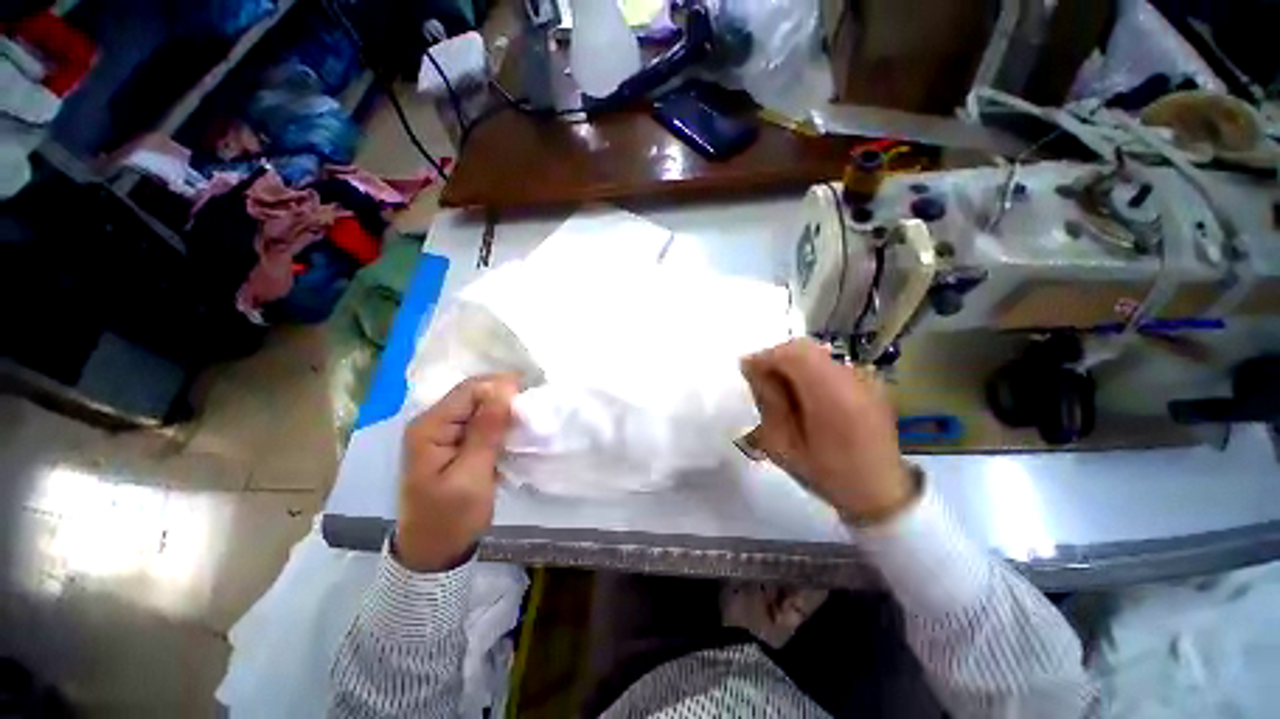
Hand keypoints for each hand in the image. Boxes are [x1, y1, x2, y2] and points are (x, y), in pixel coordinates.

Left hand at [396, 374, 519, 571]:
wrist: (435, 550)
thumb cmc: (451, 517)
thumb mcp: (472, 475)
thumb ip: (486, 430)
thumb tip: (504, 388)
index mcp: (429, 427)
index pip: (470, 389)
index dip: (502, 387)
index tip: (532, 398)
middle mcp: (432, 422)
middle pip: (474, 393)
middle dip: (505, 396)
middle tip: (534, 409)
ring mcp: (442, 431)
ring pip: (479, 405)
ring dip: (504, 409)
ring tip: (529, 419)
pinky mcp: (453, 441)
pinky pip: (480, 420)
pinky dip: (499, 422)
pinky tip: (514, 430)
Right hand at [741, 339, 913, 523]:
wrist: (881, 492)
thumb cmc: (827, 474)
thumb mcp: (783, 446)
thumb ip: (769, 403)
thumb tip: (754, 372)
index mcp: (832, 395)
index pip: (792, 353)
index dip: (765, 356)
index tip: (746, 370)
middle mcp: (852, 377)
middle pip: (805, 348)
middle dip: (776, 358)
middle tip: (759, 380)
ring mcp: (865, 378)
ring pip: (816, 354)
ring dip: (791, 365)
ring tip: (780, 390)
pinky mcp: (869, 382)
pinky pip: (829, 365)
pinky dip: (809, 371)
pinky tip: (804, 396)